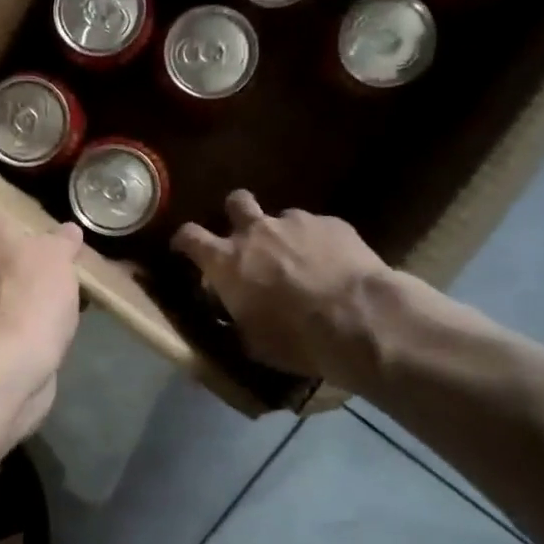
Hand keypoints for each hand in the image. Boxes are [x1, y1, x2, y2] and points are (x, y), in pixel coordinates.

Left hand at [0, 199, 83, 430]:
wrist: (11, 365)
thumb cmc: (30, 294)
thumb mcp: (58, 257)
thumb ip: (61, 242)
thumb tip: (66, 231)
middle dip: (7, 250)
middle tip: (42, 248)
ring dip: (21, 285)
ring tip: (61, 286)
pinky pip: (10, 316)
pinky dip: (28, 316)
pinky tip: (59, 318)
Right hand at [172, 191, 413, 383]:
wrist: (359, 318)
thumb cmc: (296, 338)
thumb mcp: (253, 341)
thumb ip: (237, 317)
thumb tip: (234, 314)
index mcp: (227, 262)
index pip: (190, 236)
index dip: (184, 240)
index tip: (185, 248)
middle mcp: (256, 232)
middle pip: (235, 202)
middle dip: (236, 214)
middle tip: (247, 238)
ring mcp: (295, 222)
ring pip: (281, 217)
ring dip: (284, 235)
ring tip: (301, 260)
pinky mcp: (332, 222)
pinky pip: (317, 227)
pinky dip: (318, 243)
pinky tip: (333, 265)